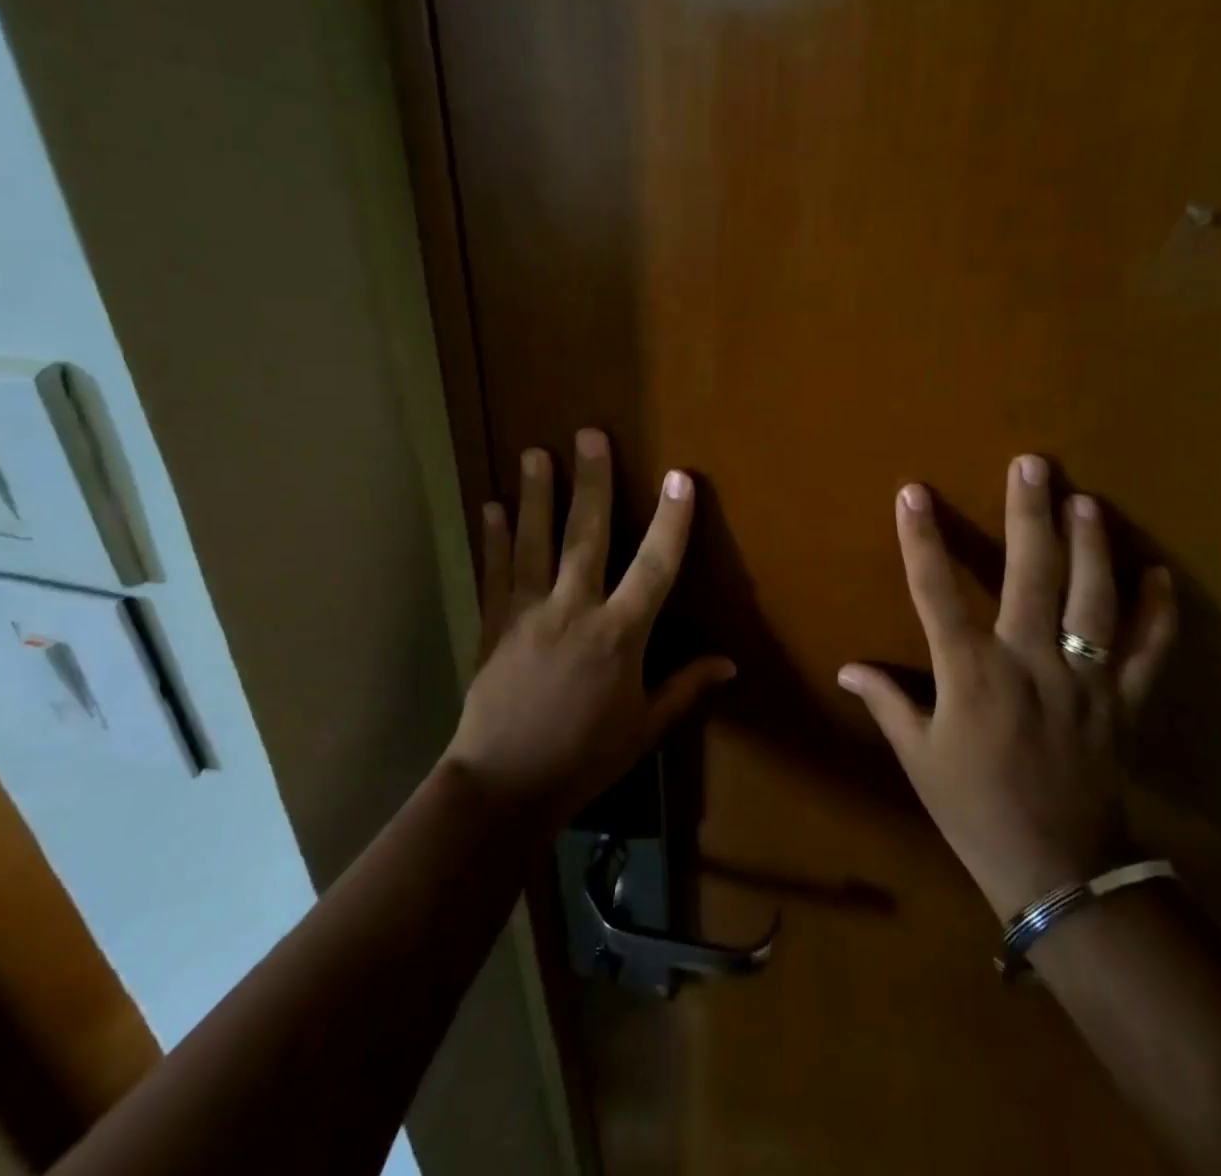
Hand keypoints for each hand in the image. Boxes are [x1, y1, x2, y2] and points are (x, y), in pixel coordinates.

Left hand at [443, 428, 735, 830]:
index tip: (680, 478)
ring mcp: (528, 612)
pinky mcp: (495, 623)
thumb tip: (729, 663)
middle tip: (589, 435)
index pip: (655, 566)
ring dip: (535, 495)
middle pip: (586, 535)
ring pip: (534, 542)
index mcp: (619, 635)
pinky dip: (493, 538)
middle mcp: (574, 610)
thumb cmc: (585, 757)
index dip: (671, 521)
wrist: (504, 784)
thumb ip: (685, 687)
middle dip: (592, 482)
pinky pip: (495, 572)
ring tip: (534, 453)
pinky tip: (490, 506)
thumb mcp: (644, 727)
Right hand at [838, 456, 1177, 921]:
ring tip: (1085, 500)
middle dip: (1028, 514)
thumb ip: (887, 702)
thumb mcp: (918, 756)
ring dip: (1090, 545)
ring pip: (1093, 599)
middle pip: (1030, 574)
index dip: (922, 539)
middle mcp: (1030, 662)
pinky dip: (1157, 612)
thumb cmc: (972, 807)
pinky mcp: (1124, 703)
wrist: (1056, 869)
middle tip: (1032, 464)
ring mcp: (1084, 679)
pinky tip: (1158, 572)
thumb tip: (847, 668)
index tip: (914, 493)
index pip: (937, 592)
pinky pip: (1148, 651)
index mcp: (971, 673)